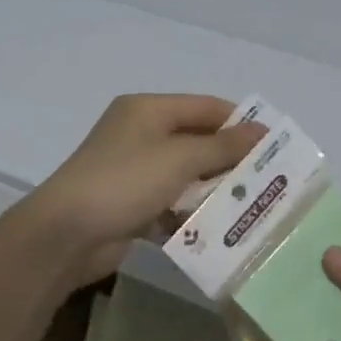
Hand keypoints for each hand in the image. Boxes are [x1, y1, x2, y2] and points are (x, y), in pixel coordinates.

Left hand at [23, 94, 265, 283]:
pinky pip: (171, 203)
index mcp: (148, 110)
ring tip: (252, 205)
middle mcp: (140, 134)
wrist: (65, 234)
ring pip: (186, 175)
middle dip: (230, 159)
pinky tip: (218, 228)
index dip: (240, 122)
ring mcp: (134, 170)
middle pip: (197, 140)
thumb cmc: (125, 181)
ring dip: (214, 188)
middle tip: (268, 179)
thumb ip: (223, 146)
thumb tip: (261, 131)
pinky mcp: (131, 204)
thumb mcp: (179, 158)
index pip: (205, 107)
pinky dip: (191, 212)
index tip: (275, 144)